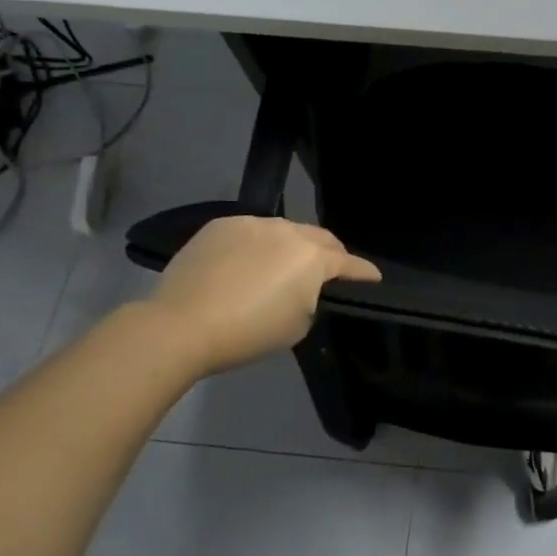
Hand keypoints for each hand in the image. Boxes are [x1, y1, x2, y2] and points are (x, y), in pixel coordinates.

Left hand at [143, 216, 380, 377]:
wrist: (181, 325)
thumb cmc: (248, 333)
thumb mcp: (298, 325)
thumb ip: (312, 298)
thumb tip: (305, 288)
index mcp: (313, 257)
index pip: (350, 263)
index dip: (365, 273)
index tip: (374, 278)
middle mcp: (288, 230)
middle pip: (320, 238)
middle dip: (331, 254)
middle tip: (331, 272)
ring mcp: (252, 222)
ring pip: (285, 230)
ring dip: (292, 246)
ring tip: (283, 266)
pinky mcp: (221, 224)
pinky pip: (251, 231)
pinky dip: (257, 244)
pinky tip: (245, 264)